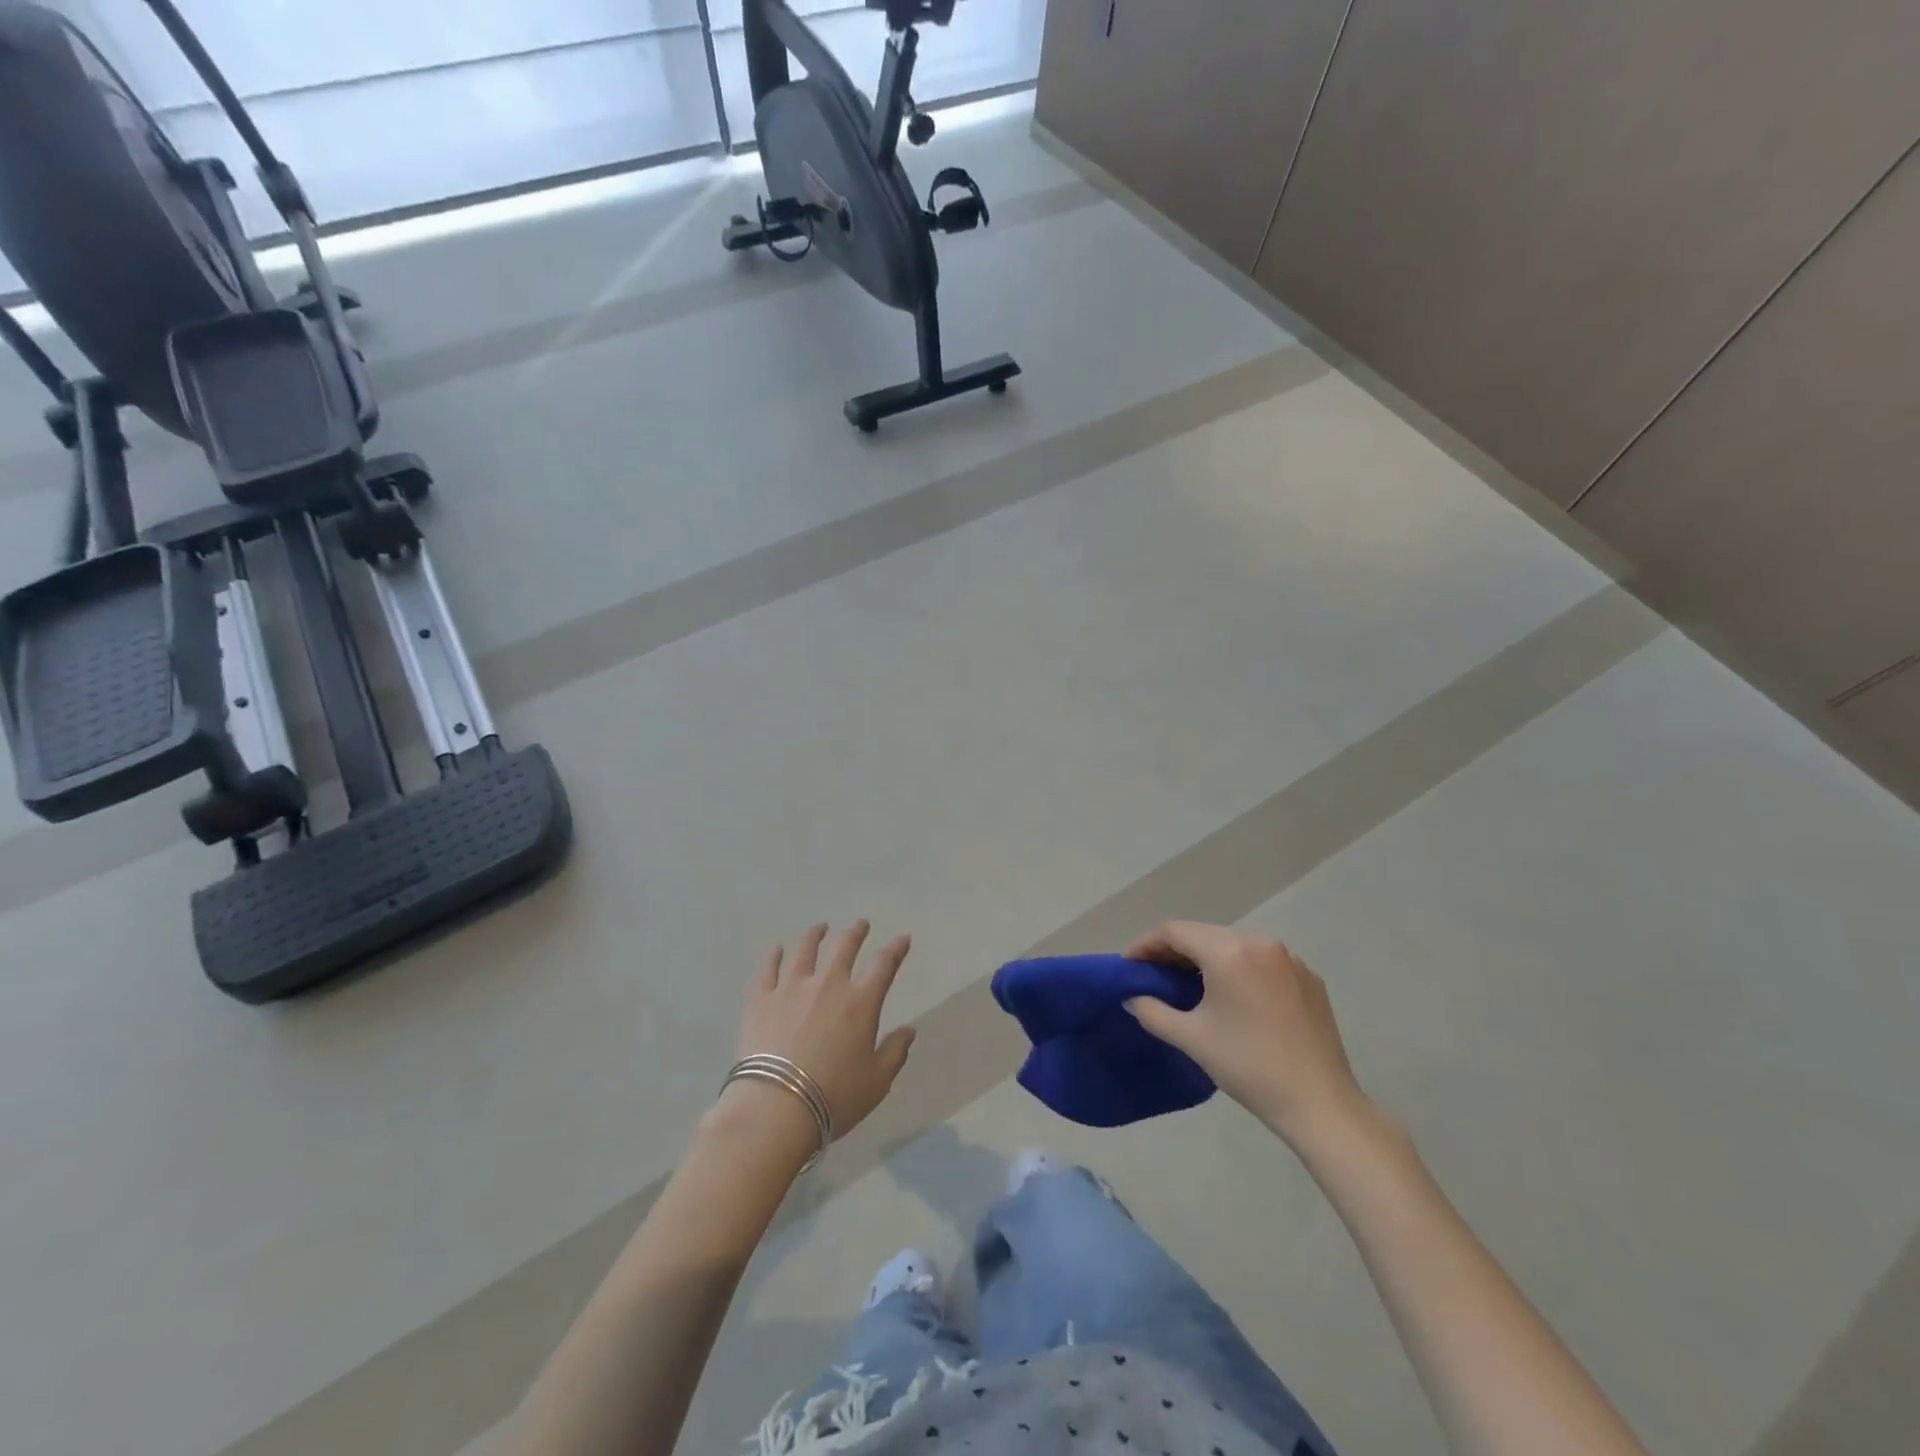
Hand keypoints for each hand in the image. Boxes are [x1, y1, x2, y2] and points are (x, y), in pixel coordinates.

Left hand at [733, 921, 915, 1143]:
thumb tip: (909, 1031)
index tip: (903, 938)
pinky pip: (769, 969)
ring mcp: (791, 988)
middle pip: (844, 947)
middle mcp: (828, 984)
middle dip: (856, 932)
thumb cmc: (834, 1096)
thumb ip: (895, 1052)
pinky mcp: (761, 999)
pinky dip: (774, 956)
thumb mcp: (877, 1081)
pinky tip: (777, 948)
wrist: (776, 1107)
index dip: (896, 949)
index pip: (884, 965)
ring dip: (816, 935)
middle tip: (861, 924)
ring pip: (805, 950)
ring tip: (820, 927)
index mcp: (861, 1002)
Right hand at [1123, 921, 1368, 1148]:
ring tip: (1187, 984)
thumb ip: (1152, 1011)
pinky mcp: (1308, 978)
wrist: (1320, 1103)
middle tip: (1152, 974)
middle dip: (1174, 950)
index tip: (1129, 965)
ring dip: (1205, 958)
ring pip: (1233, 945)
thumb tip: (1132, 997)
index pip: (1175, 931)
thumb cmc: (1249, 1067)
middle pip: (1204, 934)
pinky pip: (1261, 961)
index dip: (1146, 944)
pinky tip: (1231, 997)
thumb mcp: (1192, 1038)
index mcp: (1229, 952)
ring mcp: (1289, 959)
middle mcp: (1260, 943)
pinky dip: (1237, 969)